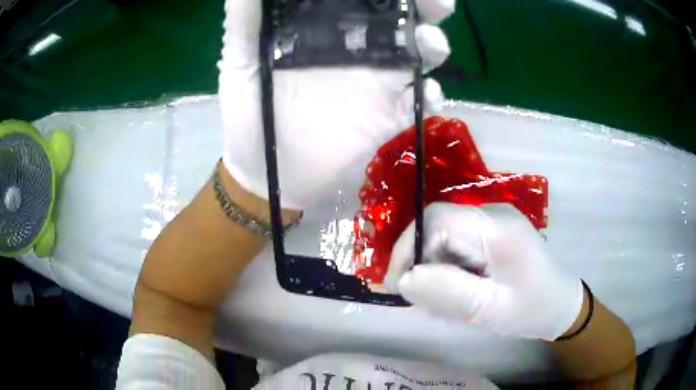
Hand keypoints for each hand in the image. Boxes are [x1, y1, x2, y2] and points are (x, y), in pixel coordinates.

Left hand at [219, 0, 455, 209]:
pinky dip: (433, 95)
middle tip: (436, 4)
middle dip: (423, 8)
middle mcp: (357, 50)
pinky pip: (420, 102)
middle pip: (399, 20)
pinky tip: (431, 93)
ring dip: (432, 44)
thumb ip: (245, 26)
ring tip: (429, 43)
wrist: (268, 173)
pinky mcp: (388, 117)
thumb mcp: (240, 65)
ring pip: (417, 54)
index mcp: (326, 31)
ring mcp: (377, 83)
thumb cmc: (249, 115)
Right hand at [385, 203, 583, 340]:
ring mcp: (491, 222)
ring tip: (442, 300)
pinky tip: (457, 291)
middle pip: (436, 225)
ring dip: (432, 268)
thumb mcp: (490, 309)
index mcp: (497, 228)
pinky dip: (445, 269)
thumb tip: (403, 280)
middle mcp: (491, 214)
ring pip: (442, 237)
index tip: (398, 286)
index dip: (408, 248)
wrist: (559, 305)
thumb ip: (448, 293)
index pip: (437, 219)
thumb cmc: (532, 309)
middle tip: (419, 299)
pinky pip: (454, 245)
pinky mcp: (489, 234)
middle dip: (419, 261)